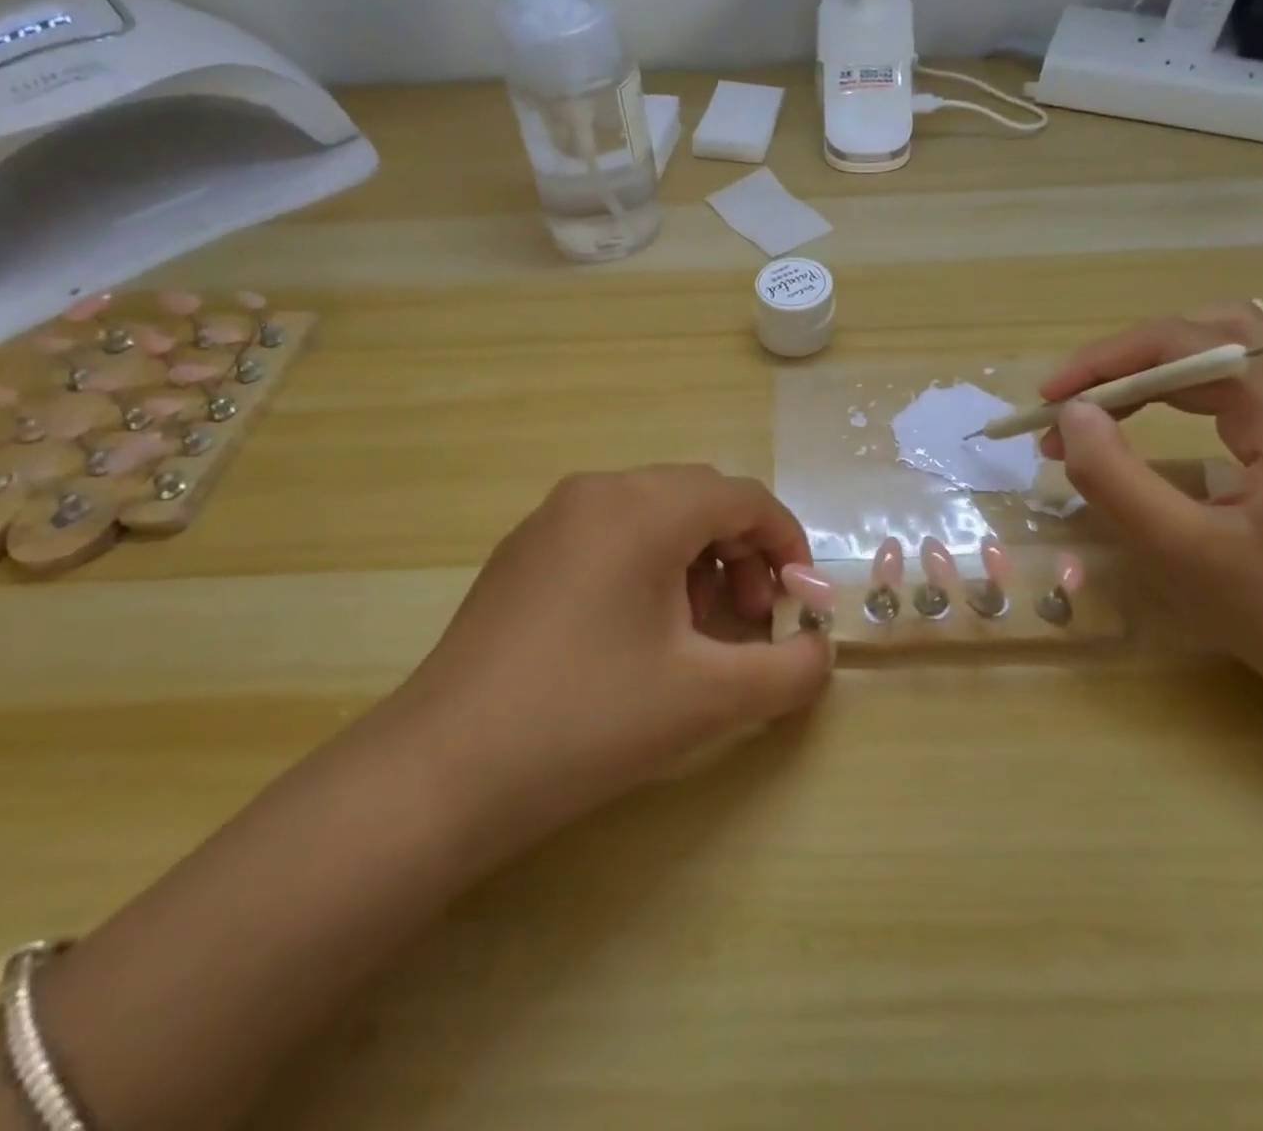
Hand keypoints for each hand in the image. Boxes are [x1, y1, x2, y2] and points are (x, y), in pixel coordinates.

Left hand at [383, 465, 832, 868]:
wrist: (442, 772)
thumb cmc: (587, 721)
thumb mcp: (708, 698)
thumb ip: (789, 669)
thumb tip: (820, 650)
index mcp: (643, 508)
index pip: (744, 498)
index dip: (787, 544)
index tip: (801, 603)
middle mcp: (597, 491)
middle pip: (701, 499)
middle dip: (743, 555)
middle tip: (750, 623)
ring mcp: (553, 517)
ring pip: (656, 514)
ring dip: (698, 560)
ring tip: (697, 632)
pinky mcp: (525, 550)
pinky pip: (611, 533)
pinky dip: (650, 565)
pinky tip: (640, 632)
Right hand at [1038, 309, 1262, 720]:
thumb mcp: (1188, 554)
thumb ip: (1117, 478)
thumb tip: (1073, 416)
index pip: (1183, 343)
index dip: (1103, 362)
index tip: (1046, 402)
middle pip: (1208, 335)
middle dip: (1128, 360)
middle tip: (1074, 402)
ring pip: (1227, 357)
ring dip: (1155, 374)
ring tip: (1100, 413)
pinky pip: (1242, 392)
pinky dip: (1184, 396)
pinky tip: (1154, 427)